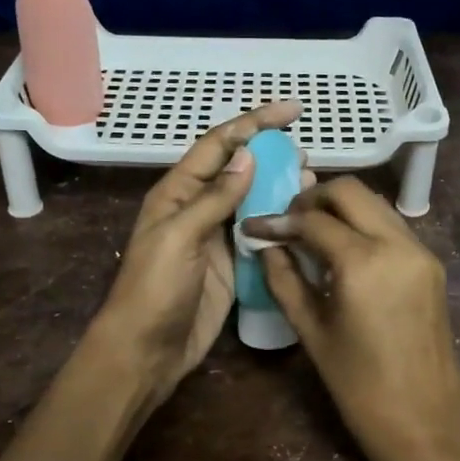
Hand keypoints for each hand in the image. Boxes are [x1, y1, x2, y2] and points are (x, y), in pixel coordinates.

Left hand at [93, 101, 303, 403]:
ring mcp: (217, 238)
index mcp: (178, 192)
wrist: (147, 350)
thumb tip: (248, 157)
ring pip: (254, 201)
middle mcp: (198, 208)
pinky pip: (260, 234)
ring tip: (312, 179)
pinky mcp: (233, 265)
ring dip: (280, 188)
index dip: (254, 123)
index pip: (219, 145)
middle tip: (307, 153)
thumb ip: (214, 198)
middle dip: (271, 154)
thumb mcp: (179, 237)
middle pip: (239, 169)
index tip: (292, 110)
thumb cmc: (155, 289)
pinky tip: (304, 219)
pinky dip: (280, 223)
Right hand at [248, 178, 459, 460]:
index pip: (312, 220)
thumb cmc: (359, 387)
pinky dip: (364, 225)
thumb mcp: (312, 332)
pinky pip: (393, 227)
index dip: (278, 221)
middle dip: (313, 199)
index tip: (254, 227)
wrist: (425, 423)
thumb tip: (267, 247)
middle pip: (351, 192)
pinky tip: (343, 251)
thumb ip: (285, 281)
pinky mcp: (432, 266)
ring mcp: (421, 252)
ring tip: (311, 234)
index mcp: (363, 261)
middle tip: (288, 223)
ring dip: (342, 209)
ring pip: (376, 204)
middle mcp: (397, 243)